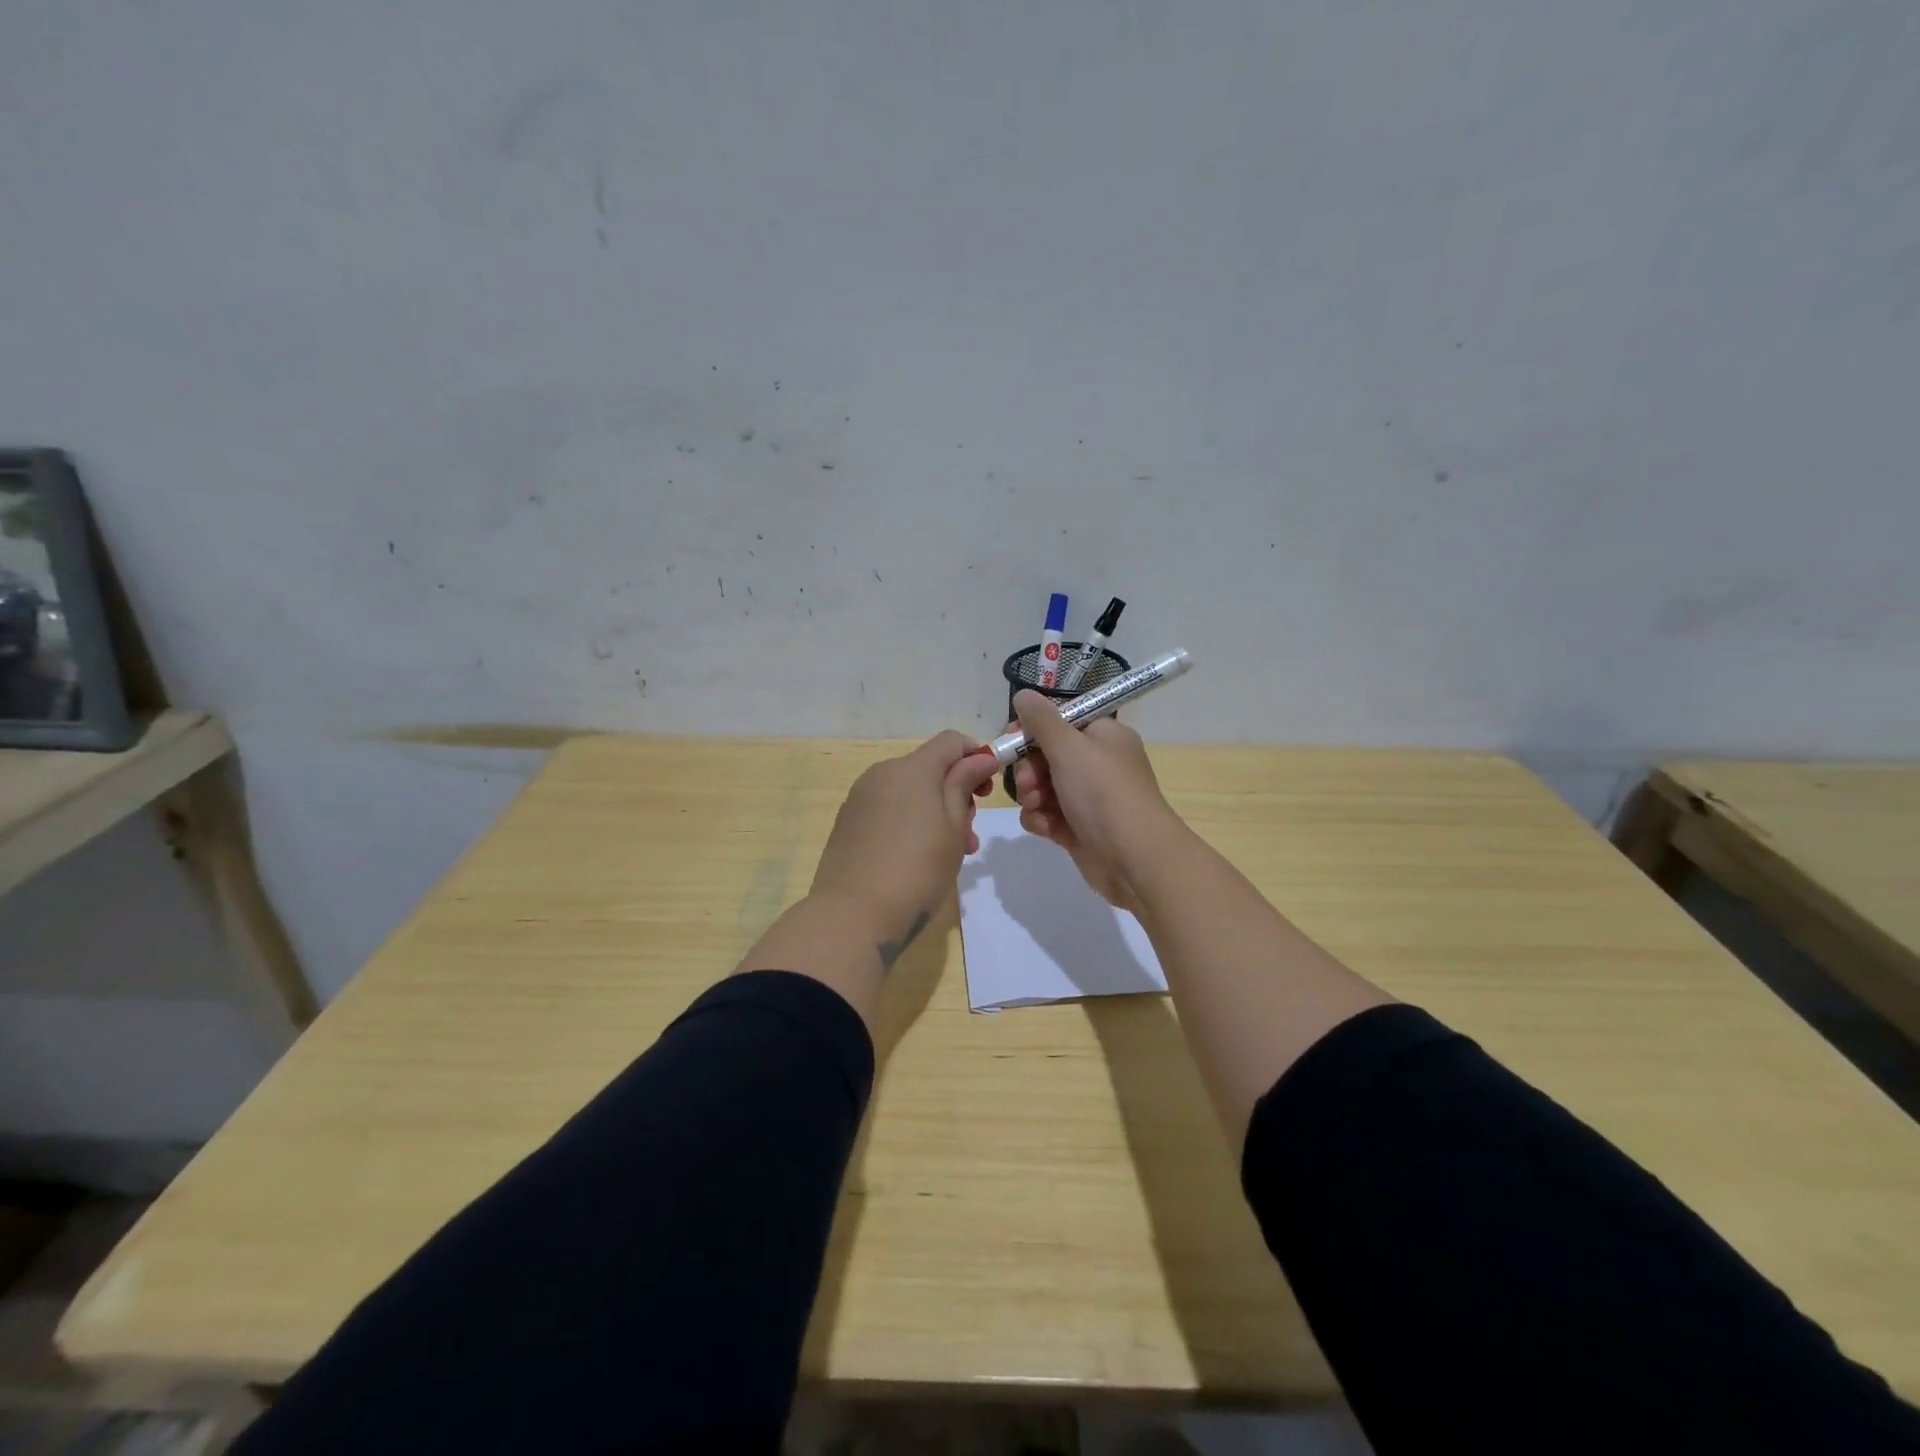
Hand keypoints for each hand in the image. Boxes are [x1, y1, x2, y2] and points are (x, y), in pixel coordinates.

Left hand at [810, 730, 999, 963]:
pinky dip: (908, 822)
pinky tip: (914, 859)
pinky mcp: (847, 822)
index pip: (951, 741)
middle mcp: (882, 773)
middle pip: (929, 767)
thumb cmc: (917, 870)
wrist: (853, 915)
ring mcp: (860, 798)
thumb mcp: (954, 828)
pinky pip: (887, 809)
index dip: (976, 756)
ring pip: (908, 791)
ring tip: (947, 854)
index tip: (987, 791)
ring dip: (934, 811)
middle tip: (970, 836)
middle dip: (955, 792)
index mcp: (912, 769)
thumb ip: (964, 785)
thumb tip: (979, 758)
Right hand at [1009, 690, 1180, 910]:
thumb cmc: (1103, 792)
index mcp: (1104, 736)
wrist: (1134, 857)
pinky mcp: (1079, 828)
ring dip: (1032, 795)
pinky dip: (1042, 819)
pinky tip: (1044, 827)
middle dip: (1029, 768)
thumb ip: (1041, 720)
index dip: (1033, 728)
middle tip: (1029, 781)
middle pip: (1047, 755)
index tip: (1011, 737)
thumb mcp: (1069, 746)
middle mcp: (1098, 763)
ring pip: (1043, 787)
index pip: (1061, 721)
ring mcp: (1089, 798)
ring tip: (1036, 806)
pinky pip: (1048, 815)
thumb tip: (1024, 693)